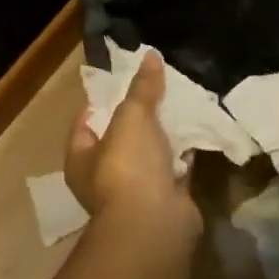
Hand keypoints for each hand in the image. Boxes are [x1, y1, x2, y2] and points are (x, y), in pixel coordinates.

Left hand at [65, 51, 200, 243]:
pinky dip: (184, 153)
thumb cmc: (128, 166)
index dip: (103, 99)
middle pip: (120, 137)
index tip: (126, 79)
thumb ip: (142, 87)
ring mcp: (135, 190)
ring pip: (149, 153)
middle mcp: (103, 176)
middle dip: (140, 115)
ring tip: (181, 104)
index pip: (87, 120)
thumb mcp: (132, 116)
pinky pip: (174, 168)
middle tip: (160, 88)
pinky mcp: (164, 198)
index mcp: (81, 158)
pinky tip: (197, 131)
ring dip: (164, 134)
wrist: (154, 224)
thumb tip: (150, 55)